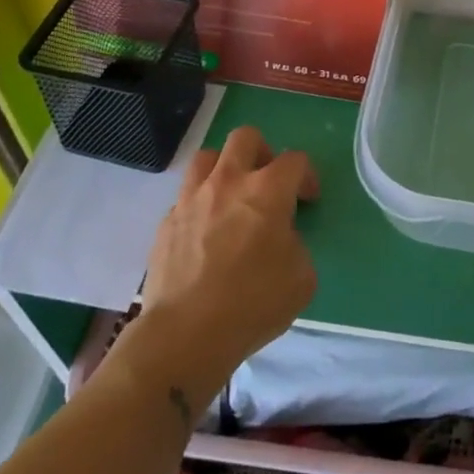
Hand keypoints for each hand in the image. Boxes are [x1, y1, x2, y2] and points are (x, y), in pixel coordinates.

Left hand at [120, 127, 318, 396]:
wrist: (185, 335)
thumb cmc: (253, 303)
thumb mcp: (301, 278)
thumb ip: (296, 245)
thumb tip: (280, 239)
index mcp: (268, 191)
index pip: (295, 159)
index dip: (307, 176)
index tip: (308, 200)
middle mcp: (229, 182)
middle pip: (245, 138)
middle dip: (262, 152)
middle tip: (267, 183)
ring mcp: (192, 200)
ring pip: (207, 157)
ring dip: (224, 169)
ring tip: (231, 197)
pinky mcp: (166, 223)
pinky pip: (185, 198)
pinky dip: (200, 206)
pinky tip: (205, 234)